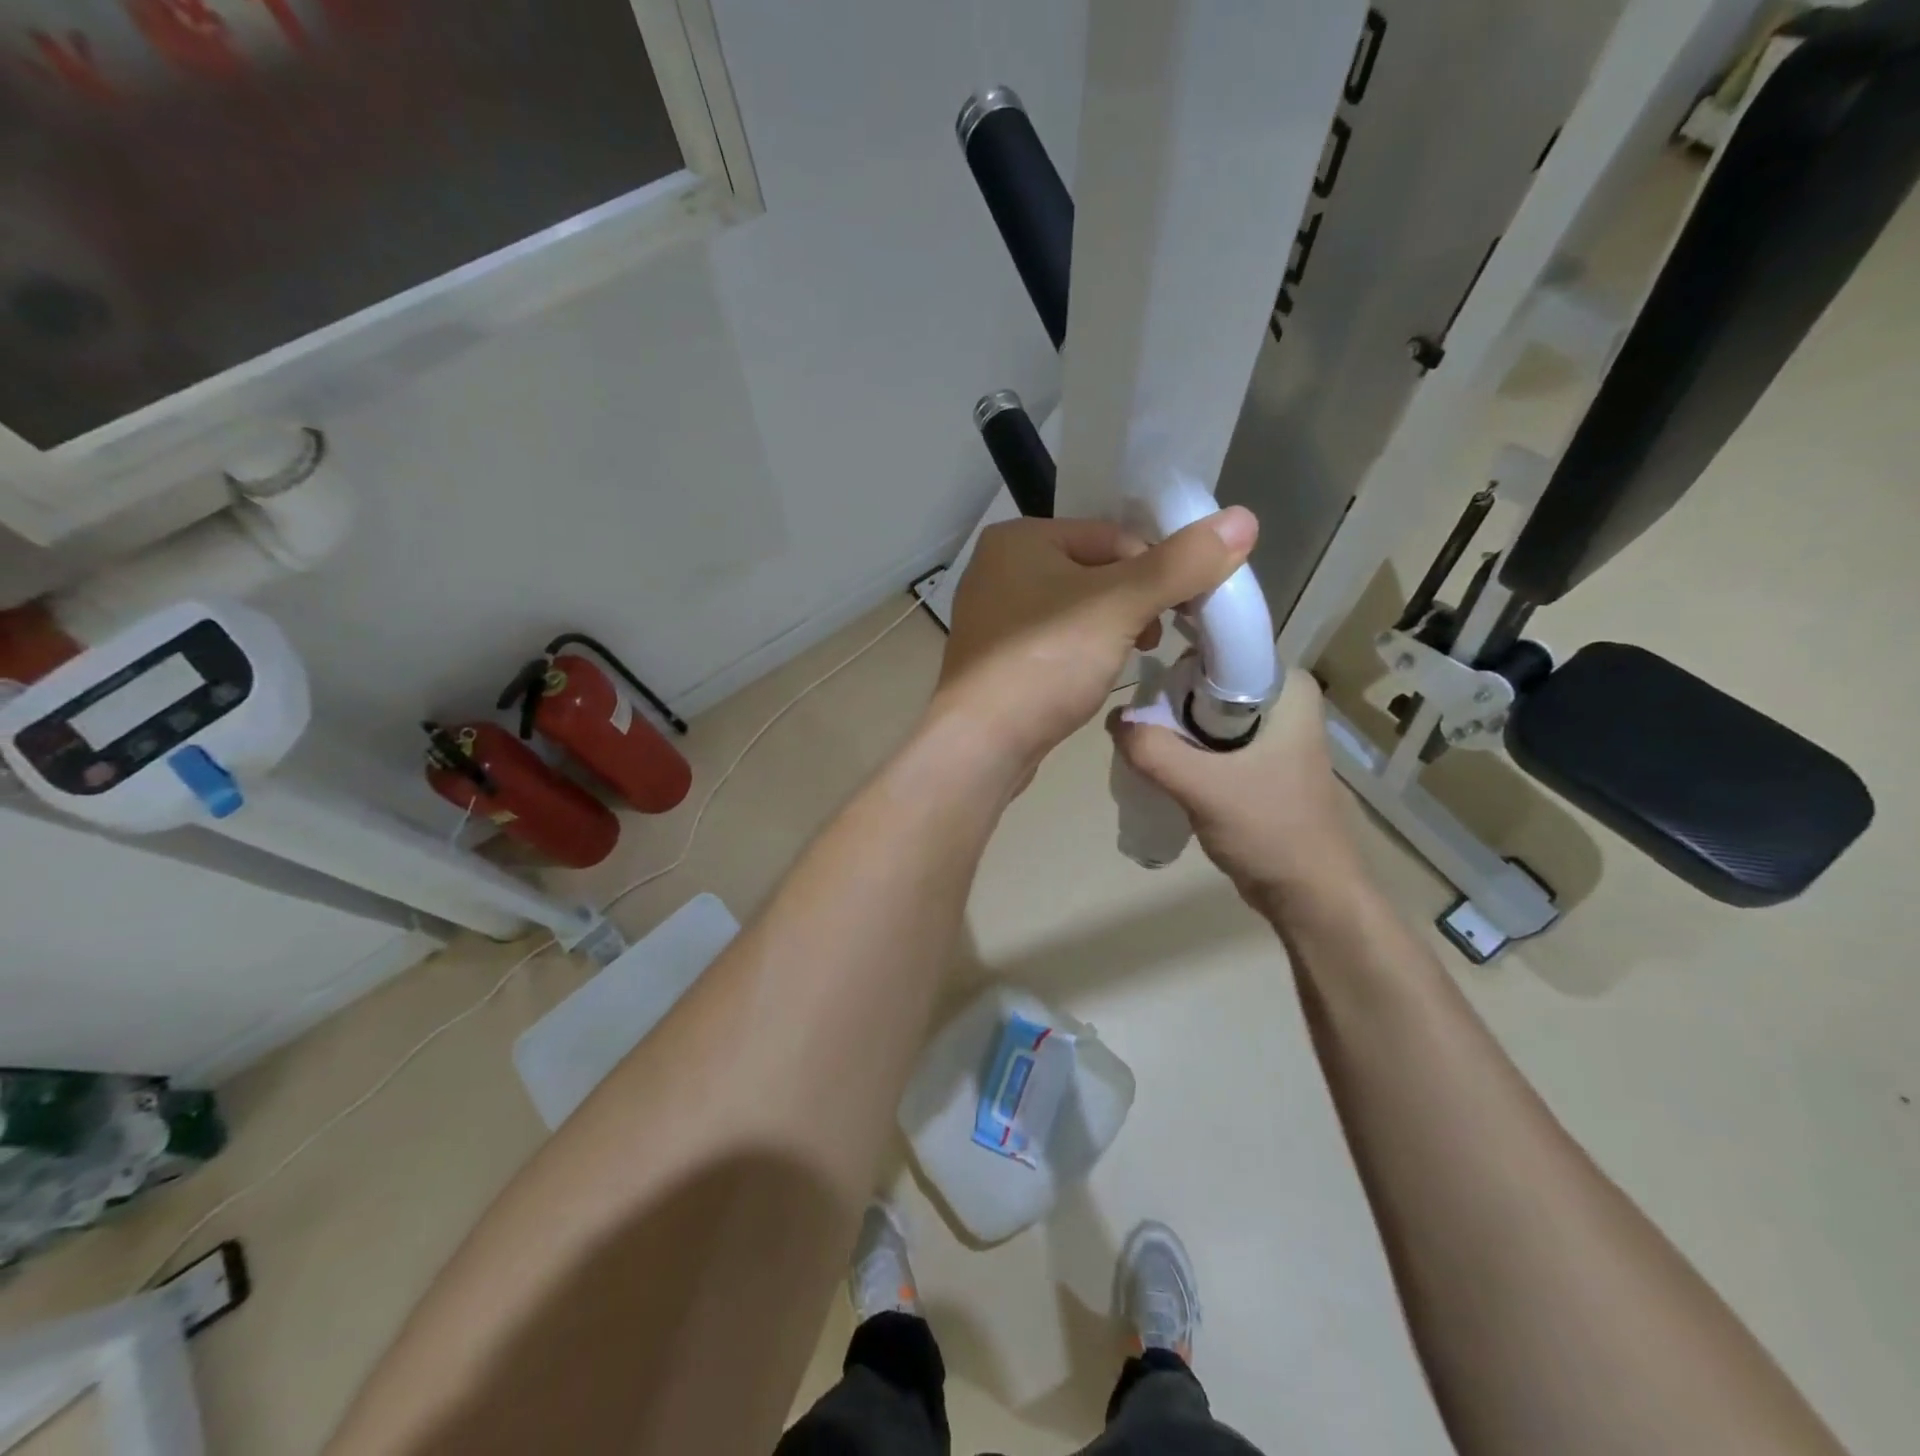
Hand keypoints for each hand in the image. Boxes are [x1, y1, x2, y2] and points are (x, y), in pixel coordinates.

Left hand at [930, 509, 1257, 780]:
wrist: (980, 744)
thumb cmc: (1046, 662)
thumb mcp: (1120, 605)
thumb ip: (1180, 563)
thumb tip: (1243, 518)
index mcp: (1019, 538)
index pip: (1112, 536)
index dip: (1156, 568)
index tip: (1181, 608)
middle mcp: (998, 569)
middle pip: (1094, 571)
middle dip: (1133, 602)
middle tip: (1153, 637)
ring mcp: (991, 618)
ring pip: (1074, 610)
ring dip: (1111, 629)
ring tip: (1127, 658)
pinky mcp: (995, 660)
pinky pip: (1052, 642)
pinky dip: (1079, 653)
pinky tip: (1090, 678)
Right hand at [1109, 669, 1360, 908]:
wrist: (1310, 894)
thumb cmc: (1270, 830)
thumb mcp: (1203, 786)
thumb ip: (1153, 750)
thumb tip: (1114, 720)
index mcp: (1287, 689)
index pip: (1220, 650)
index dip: (1178, 664)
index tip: (1143, 688)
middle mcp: (1282, 703)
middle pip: (1207, 683)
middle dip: (1170, 703)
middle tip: (1141, 729)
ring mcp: (1272, 735)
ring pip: (1205, 715)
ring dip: (1175, 730)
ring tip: (1145, 750)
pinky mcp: (1260, 764)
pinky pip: (1211, 742)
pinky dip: (1187, 752)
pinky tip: (1165, 770)